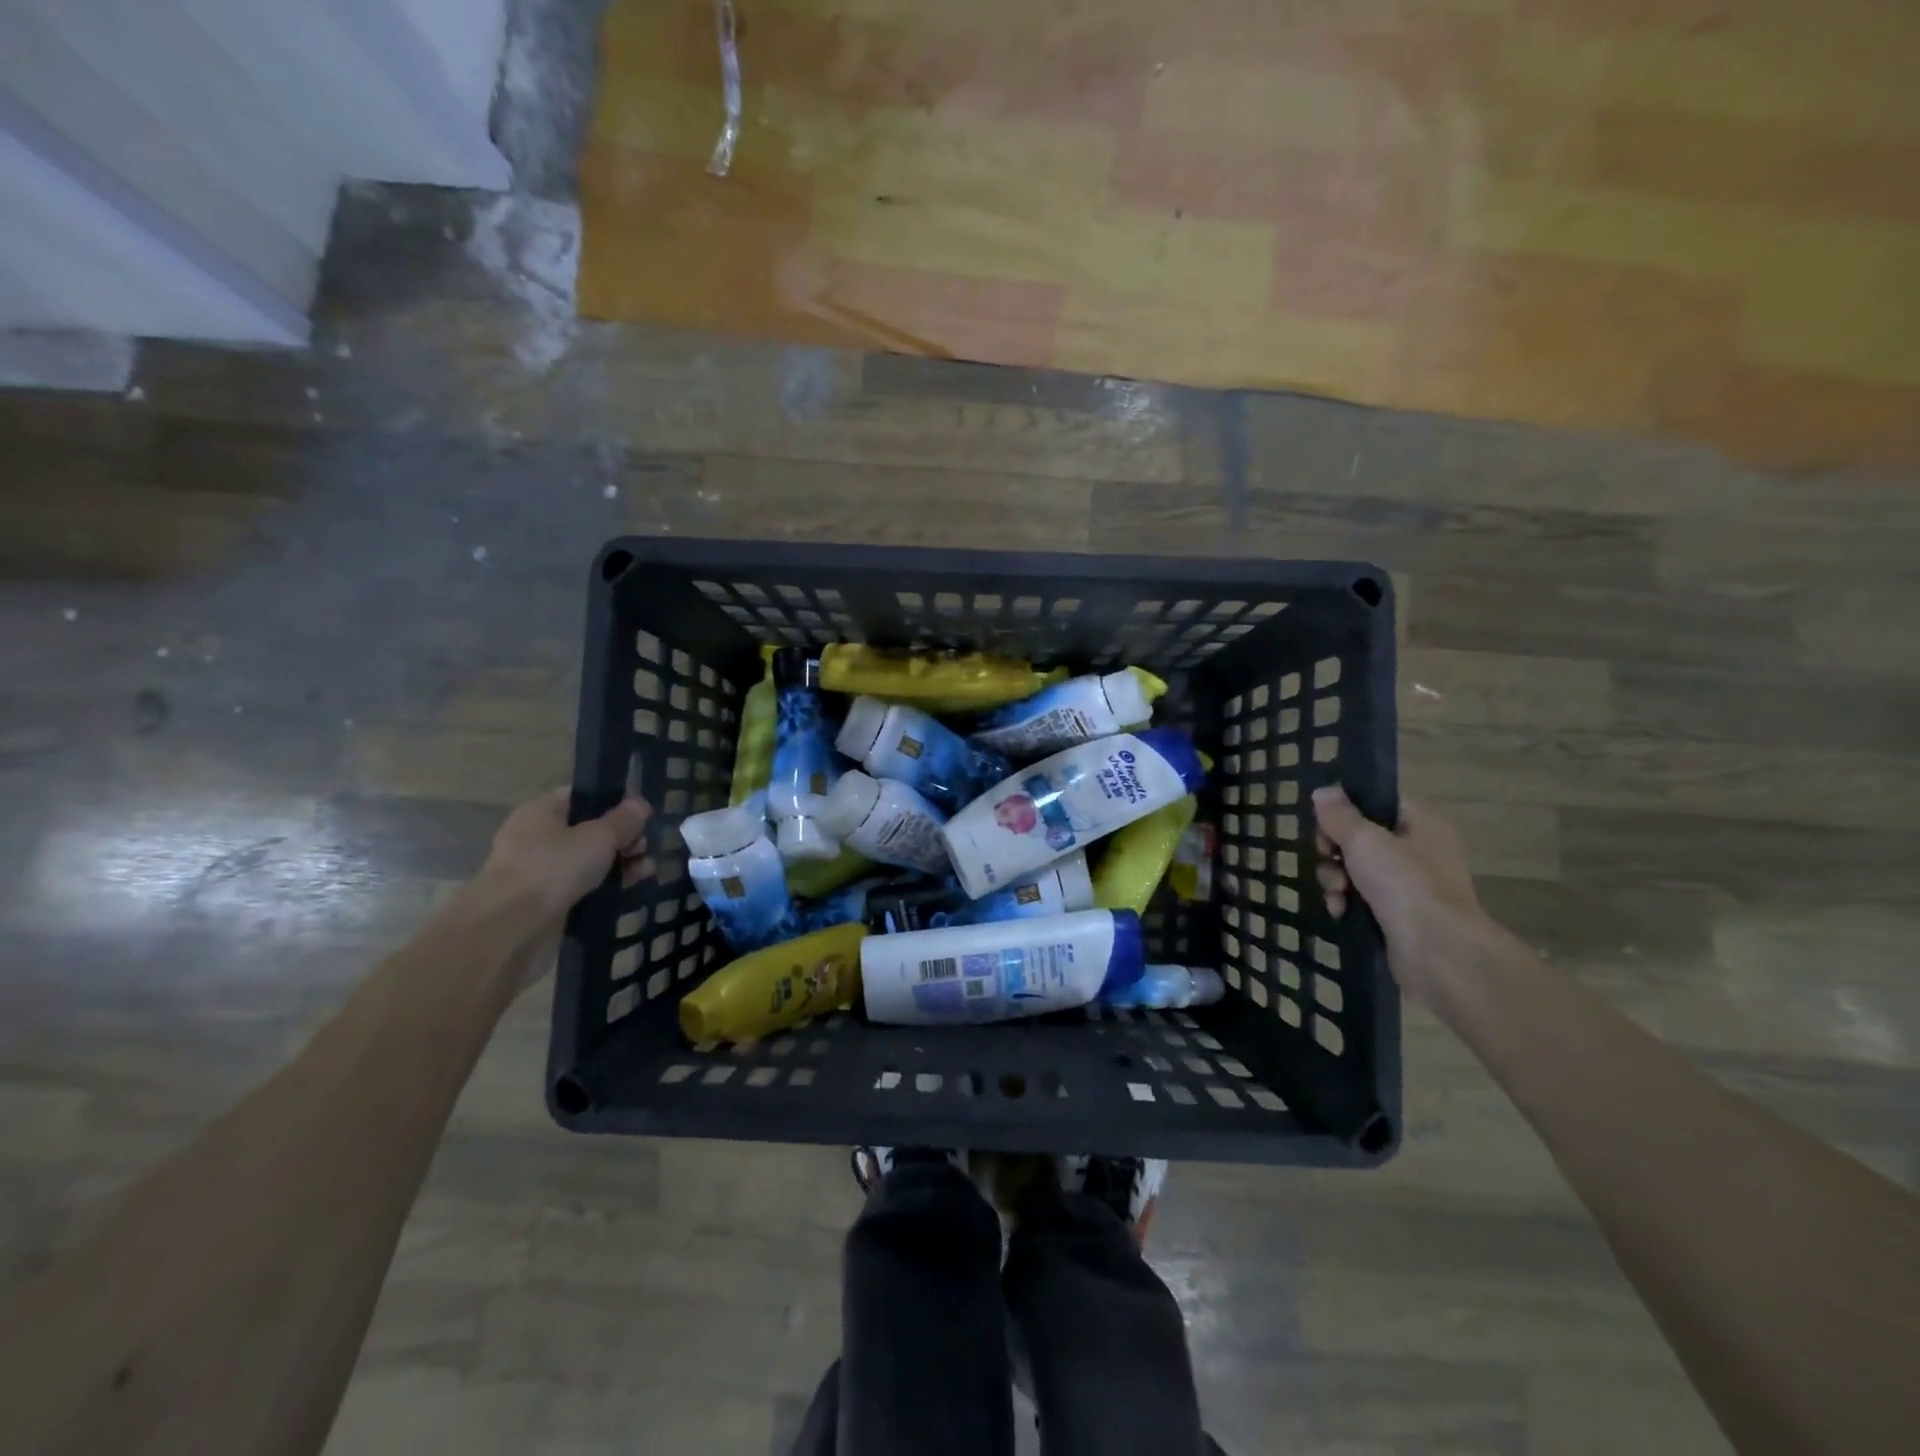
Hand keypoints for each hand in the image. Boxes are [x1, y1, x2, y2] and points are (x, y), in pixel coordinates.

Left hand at [475, 789, 653, 995]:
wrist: (509, 930)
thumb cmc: (552, 869)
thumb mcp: (598, 837)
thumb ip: (624, 820)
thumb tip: (641, 804)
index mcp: (541, 811)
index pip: (583, 796)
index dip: (615, 801)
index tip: (643, 813)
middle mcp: (537, 837)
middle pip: (589, 829)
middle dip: (622, 837)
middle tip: (645, 847)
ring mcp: (540, 872)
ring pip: (588, 861)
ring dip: (618, 864)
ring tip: (646, 871)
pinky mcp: (547, 902)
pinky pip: (583, 887)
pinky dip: (605, 887)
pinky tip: (630, 890)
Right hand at [1312, 786, 1489, 1002]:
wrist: (1437, 951)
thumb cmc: (1404, 883)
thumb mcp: (1364, 839)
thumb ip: (1339, 814)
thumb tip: (1323, 791)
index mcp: (1422, 825)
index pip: (1377, 804)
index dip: (1345, 811)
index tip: (1324, 824)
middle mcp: (1420, 852)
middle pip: (1361, 839)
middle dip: (1335, 851)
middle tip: (1327, 859)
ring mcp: (1410, 886)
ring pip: (1357, 871)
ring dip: (1336, 879)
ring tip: (1335, 893)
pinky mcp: (1399, 916)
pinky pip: (1362, 899)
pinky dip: (1346, 902)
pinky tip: (1340, 911)